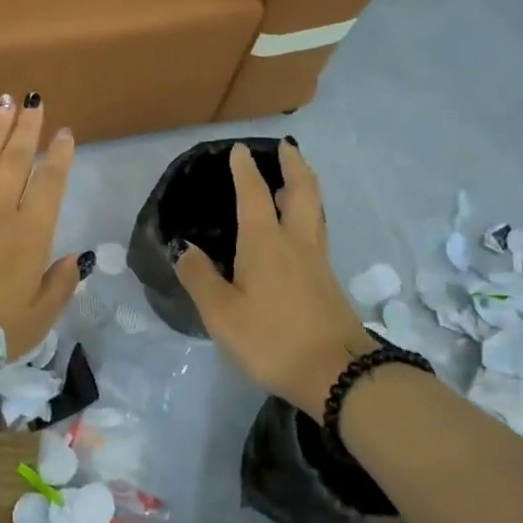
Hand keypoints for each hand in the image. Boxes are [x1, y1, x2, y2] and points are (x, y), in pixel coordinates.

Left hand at [0, 94, 84, 359]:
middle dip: (27, 128)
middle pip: (15, 159)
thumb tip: (77, 259)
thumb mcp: (34, 320)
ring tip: (4, 103)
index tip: (64, 133)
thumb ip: (59, 287)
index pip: (49, 184)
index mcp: (29, 233)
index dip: (59, 156)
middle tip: (34, 99)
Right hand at [172, 141, 373, 411]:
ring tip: (293, 178)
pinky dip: (308, 215)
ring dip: (305, 186)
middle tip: (284, 148)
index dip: (244, 169)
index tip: (239, 149)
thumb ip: (200, 278)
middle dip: (292, 164)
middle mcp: (295, 241)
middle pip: (302, 190)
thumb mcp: (222, 314)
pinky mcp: (328, 282)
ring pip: (315, 210)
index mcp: (266, 242)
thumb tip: (183, 247)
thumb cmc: (273, 339)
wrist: (338, 374)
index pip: (253, 193)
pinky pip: (317, 232)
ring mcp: (317, 261)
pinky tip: (297, 230)